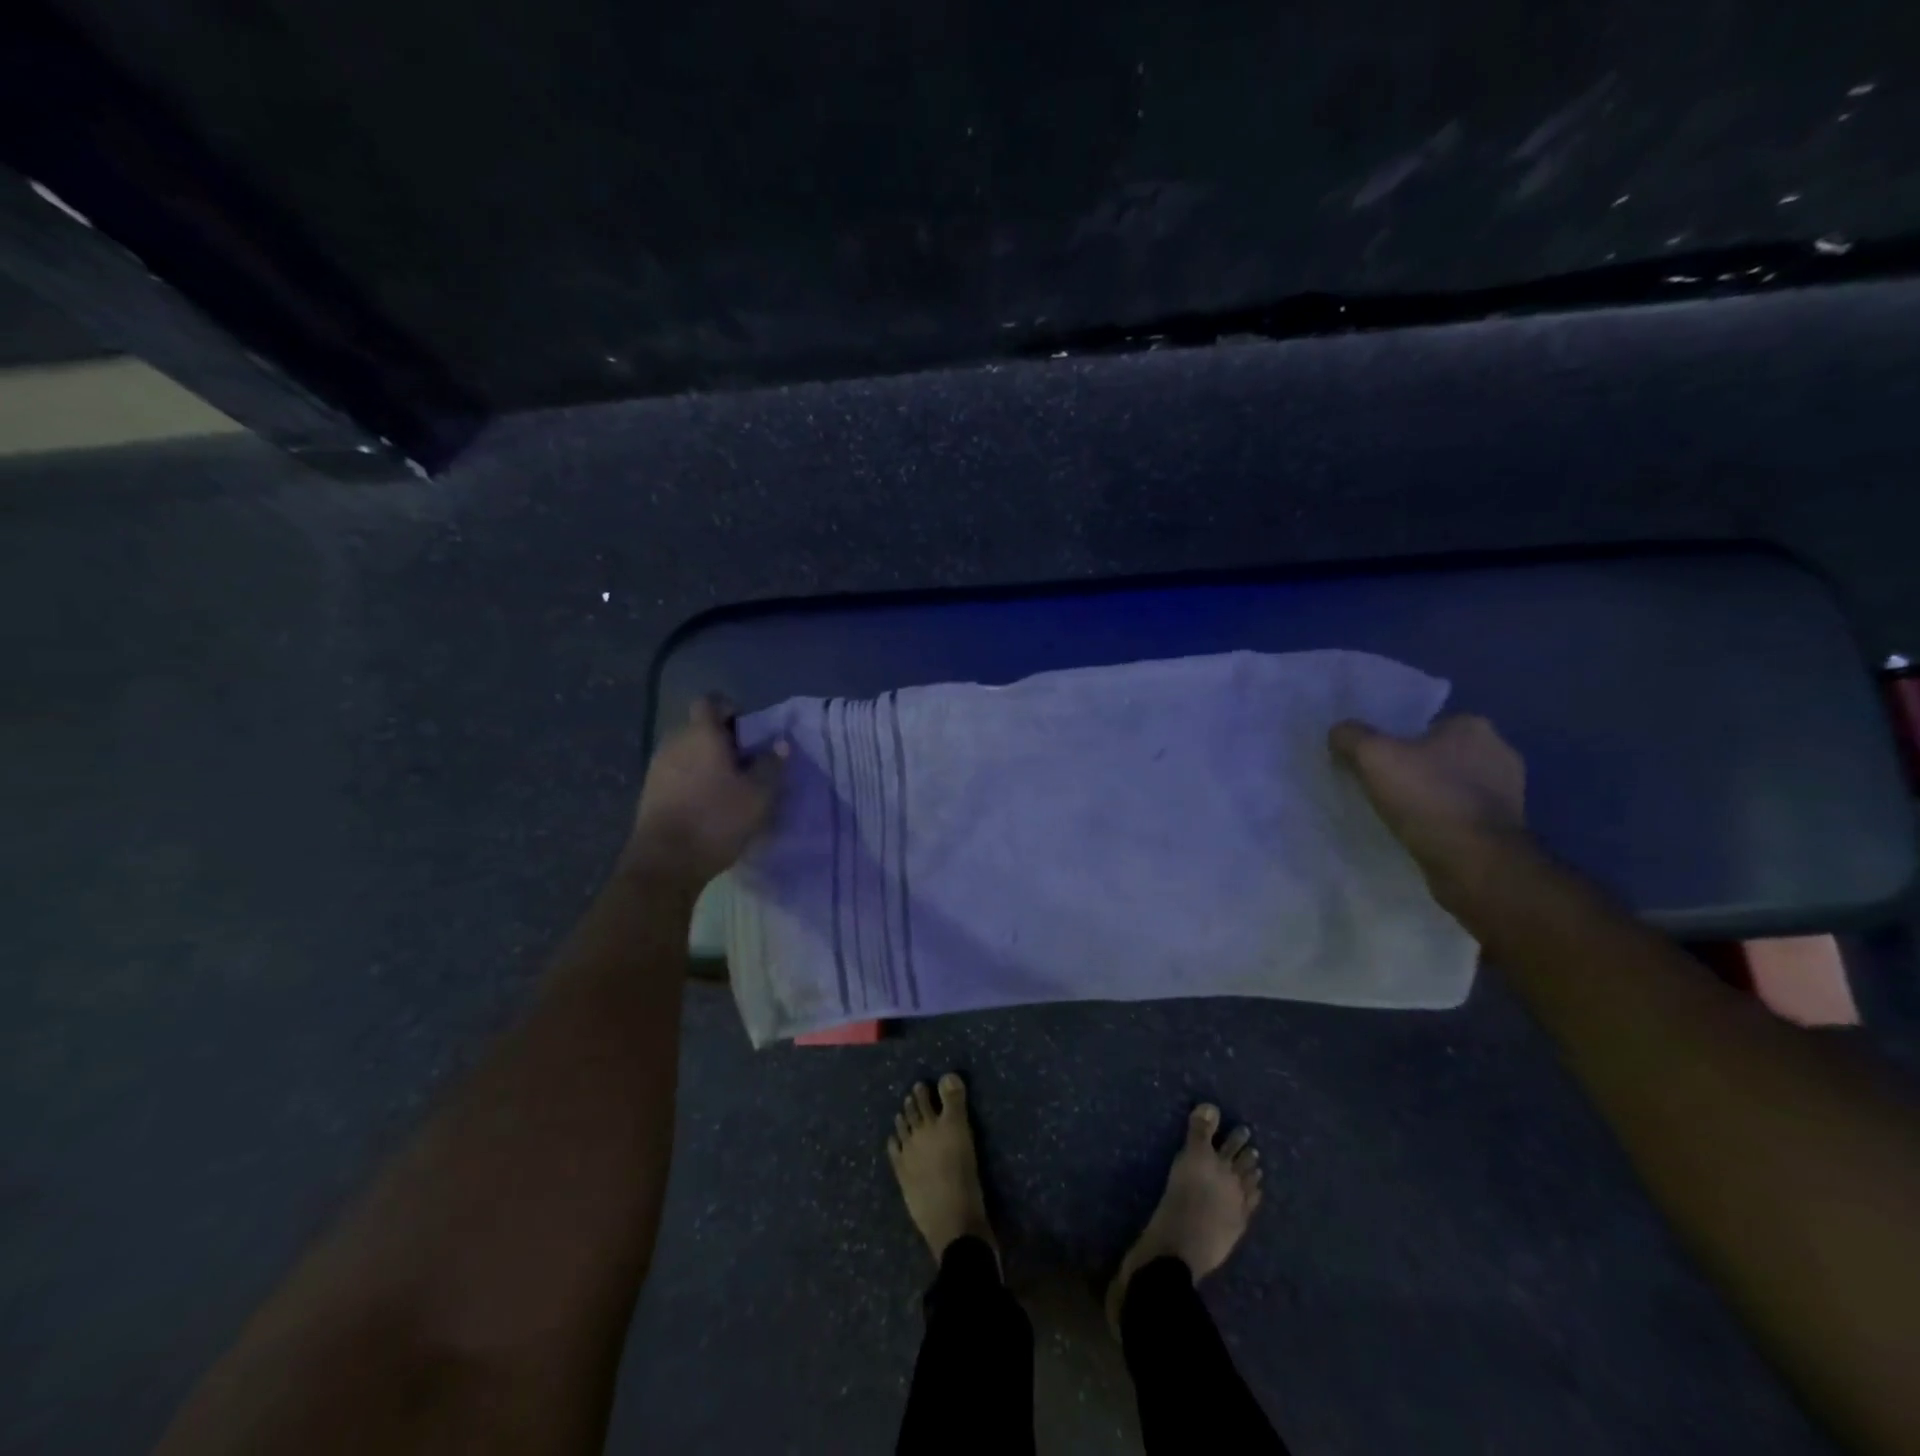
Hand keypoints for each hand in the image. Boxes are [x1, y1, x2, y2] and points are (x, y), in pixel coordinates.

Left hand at [626, 696, 785, 888]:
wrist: (665, 862)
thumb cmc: (717, 819)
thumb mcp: (758, 795)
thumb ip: (771, 765)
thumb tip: (781, 743)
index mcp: (701, 734)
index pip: (710, 702)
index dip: (730, 709)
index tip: (748, 731)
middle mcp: (674, 742)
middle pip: (699, 728)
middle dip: (721, 739)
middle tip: (745, 762)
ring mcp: (657, 767)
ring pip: (687, 752)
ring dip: (706, 761)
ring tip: (728, 786)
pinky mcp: (649, 792)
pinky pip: (676, 773)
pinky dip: (692, 780)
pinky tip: (707, 804)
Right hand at [1328, 714, 1527, 881]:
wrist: (1474, 861)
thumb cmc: (1427, 797)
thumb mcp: (1372, 756)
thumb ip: (1351, 736)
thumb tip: (1339, 731)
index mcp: (1474, 726)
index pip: (1425, 724)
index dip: (1396, 740)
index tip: (1375, 759)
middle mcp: (1499, 751)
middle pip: (1438, 754)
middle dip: (1414, 767)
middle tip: (1380, 784)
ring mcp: (1509, 791)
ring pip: (1451, 785)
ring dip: (1429, 795)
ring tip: (1396, 811)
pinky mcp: (1506, 826)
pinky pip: (1462, 813)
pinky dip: (1442, 819)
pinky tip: (1419, 831)